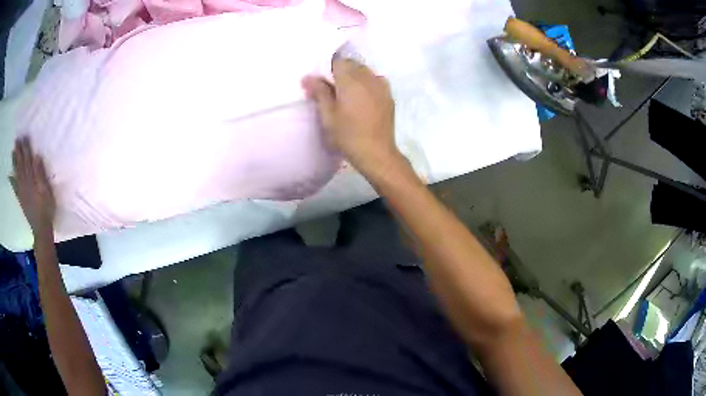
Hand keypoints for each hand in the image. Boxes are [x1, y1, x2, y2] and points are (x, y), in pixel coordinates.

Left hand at [10, 137, 55, 237]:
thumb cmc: (47, 209)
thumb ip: (41, 174)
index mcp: (32, 180)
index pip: (29, 160)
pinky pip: (15, 188)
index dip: (26, 149)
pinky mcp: (21, 199)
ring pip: (17, 174)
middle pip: (21, 165)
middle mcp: (25, 184)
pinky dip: (12, 181)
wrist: (41, 229)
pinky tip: (9, 175)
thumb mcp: (47, 191)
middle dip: (19, 153)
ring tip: (12, 152)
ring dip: (14, 163)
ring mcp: (22, 192)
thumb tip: (37, 156)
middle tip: (17, 141)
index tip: (25, 137)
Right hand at [302, 59, 402, 175]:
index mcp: (351, 80)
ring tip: (348, 95)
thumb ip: (319, 92)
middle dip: (341, 72)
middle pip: (352, 64)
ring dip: (355, 76)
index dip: (328, 70)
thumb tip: (307, 77)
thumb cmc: (348, 135)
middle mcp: (368, 77)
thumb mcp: (328, 115)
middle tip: (333, 90)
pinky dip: (367, 84)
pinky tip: (363, 99)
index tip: (323, 83)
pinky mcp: (389, 95)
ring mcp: (381, 85)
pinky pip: (375, 81)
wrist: (377, 152)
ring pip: (365, 71)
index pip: (337, 62)